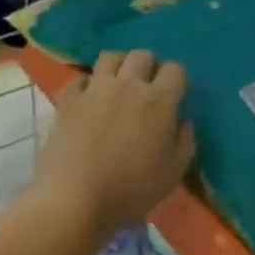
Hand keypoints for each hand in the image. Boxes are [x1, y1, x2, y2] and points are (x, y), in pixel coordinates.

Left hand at [36, 50, 195, 237]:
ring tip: (119, 86)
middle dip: (149, 67)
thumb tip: (182, 121)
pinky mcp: (69, 99)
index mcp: (158, 101)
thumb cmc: (132, 190)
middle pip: (142, 55)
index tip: (174, 97)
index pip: (176, 70)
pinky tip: (90, 100)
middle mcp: (128, 85)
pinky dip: (89, 84)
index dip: (177, 81)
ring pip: (111, 57)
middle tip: (147, 90)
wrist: (76, 199)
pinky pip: (81, 78)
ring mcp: (95, 89)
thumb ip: (185, 140)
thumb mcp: (174, 172)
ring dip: (120, 66)